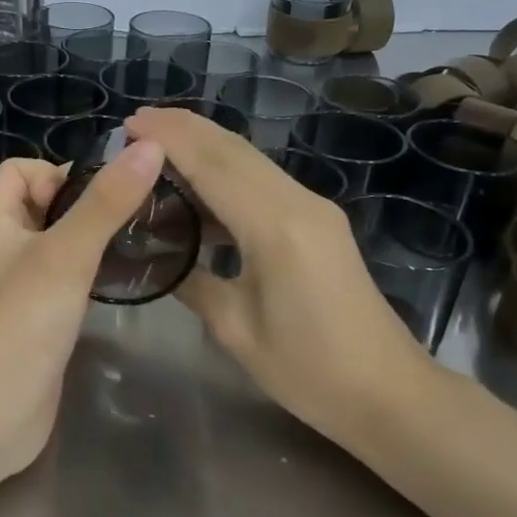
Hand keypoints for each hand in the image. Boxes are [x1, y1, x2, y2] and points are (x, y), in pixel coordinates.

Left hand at [0, 141, 166, 474]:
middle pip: (45, 207)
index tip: (103, 193)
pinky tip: (124, 285)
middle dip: (87, 204)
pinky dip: (93, 278)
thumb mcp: (66, 254)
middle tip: (138, 215)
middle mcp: (6, 251)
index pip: (20, 171)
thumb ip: (106, 203)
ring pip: (60, 247)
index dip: (57, 172)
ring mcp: (22, 290)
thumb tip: (150, 146)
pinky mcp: (41, 324)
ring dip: (94, 241)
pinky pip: (68, 284)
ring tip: (142, 244)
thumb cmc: (19, 324)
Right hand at [125, 107, 444, 438]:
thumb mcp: (235, 329)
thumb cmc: (308, 371)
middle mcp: (298, 203)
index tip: (129, 124)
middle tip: (135, 123)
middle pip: (234, 149)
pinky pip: (262, 182)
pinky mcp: (317, 222)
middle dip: (184, 128)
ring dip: (204, 146)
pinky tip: (197, 187)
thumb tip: (159, 256)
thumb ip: (192, 282)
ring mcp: (313, 209)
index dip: (169, 139)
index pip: (214, 165)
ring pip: (250, 161)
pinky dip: (224, 172)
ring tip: (155, 148)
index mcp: (276, 227)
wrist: (387, 392)